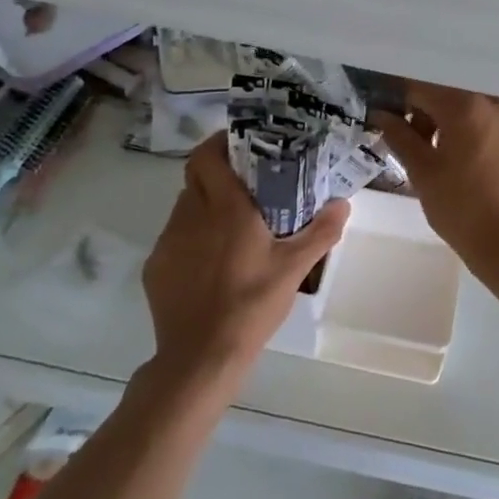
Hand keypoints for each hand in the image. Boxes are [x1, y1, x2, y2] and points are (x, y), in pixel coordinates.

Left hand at [141, 133, 348, 382]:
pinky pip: (175, 238)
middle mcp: (191, 215)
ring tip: (232, 226)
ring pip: (185, 207)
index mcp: (225, 208)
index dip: (218, 143)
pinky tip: (211, 263)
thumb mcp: (295, 268)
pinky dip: (192, 238)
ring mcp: (169, 241)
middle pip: (196, 178)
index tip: (240, 144)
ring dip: (206, 206)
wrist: (201, 356)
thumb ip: (321, 231)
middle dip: (218, 173)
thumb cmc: (252, 304)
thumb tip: (343, 204)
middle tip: (246, 184)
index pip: (206, 156)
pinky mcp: (155, 267)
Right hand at [372, 83, 498, 277]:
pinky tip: (473, 169)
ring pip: (474, 112)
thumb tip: (381, 114)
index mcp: (466, 106)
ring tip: (444, 162)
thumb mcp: (422, 172)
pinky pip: (495, 128)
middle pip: (450, 97)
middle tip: (415, 149)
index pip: (421, 89)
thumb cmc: (462, 208)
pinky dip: (478, 137)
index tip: (389, 122)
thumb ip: (399, 136)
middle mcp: (495, 103)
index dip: (399, 102)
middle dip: (427, 116)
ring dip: (453, 126)